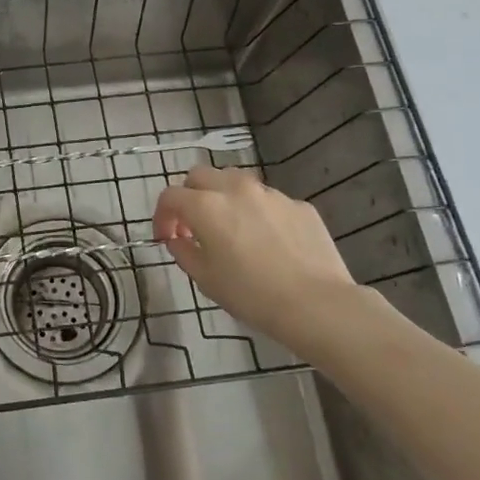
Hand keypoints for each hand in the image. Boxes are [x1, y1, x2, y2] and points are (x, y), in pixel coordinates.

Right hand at [152, 165, 385, 355]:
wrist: (317, 304)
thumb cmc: (252, 295)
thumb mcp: (206, 279)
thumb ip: (184, 252)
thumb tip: (179, 240)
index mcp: (206, 206)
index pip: (171, 196)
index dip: (162, 216)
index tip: (167, 238)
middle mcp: (236, 189)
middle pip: (200, 175)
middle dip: (190, 196)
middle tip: (194, 225)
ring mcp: (271, 194)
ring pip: (236, 181)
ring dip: (224, 197)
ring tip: (232, 228)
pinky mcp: (299, 205)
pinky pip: (269, 201)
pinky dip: (258, 213)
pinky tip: (268, 242)